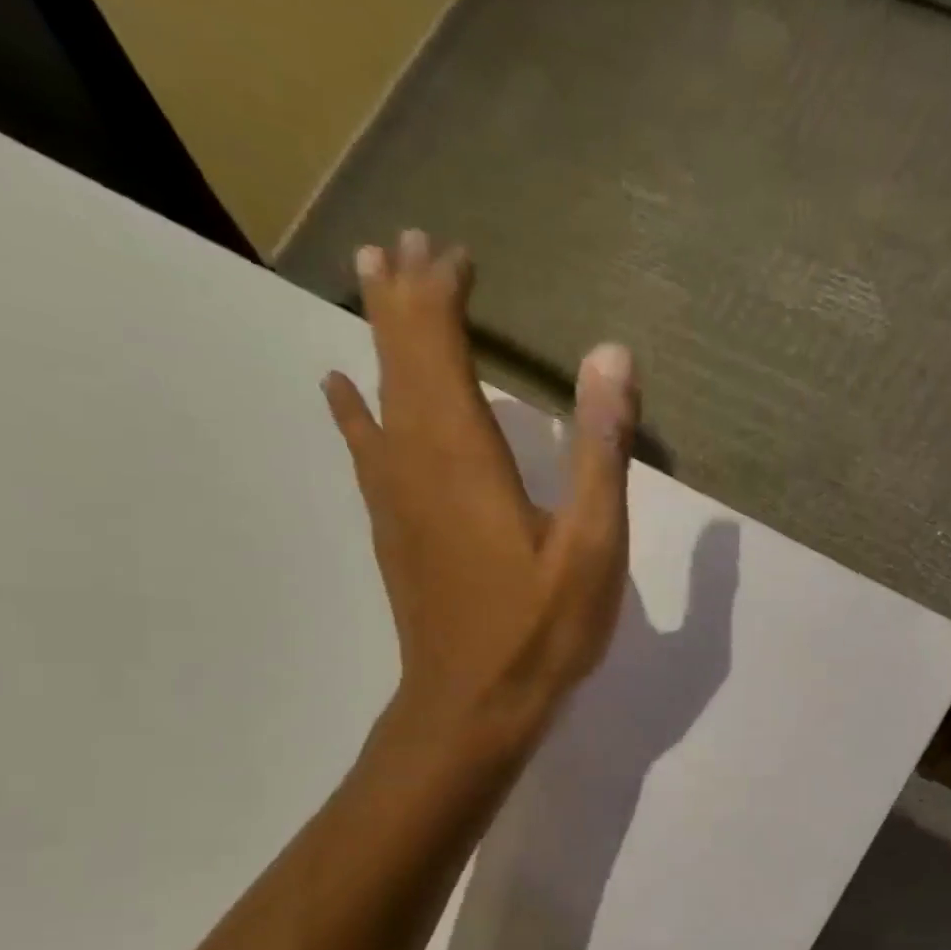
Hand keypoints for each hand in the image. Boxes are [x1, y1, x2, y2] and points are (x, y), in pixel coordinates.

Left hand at [321, 230, 637, 747]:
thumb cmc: (541, 631)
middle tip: (406, 243)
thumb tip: (611, 355)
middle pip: (399, 358)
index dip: (443, 294)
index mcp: (466, 456)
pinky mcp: (393, 532)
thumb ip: (601, 451)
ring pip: (377, 394)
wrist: (473, 706)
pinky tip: (339, 390)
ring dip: (378, 337)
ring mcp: (396, 498)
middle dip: (403, 296)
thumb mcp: (593, 546)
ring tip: (371, 282)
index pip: (440, 346)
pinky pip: (366, 448)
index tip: (456, 253)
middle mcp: (418, 461)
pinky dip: (353, 409)